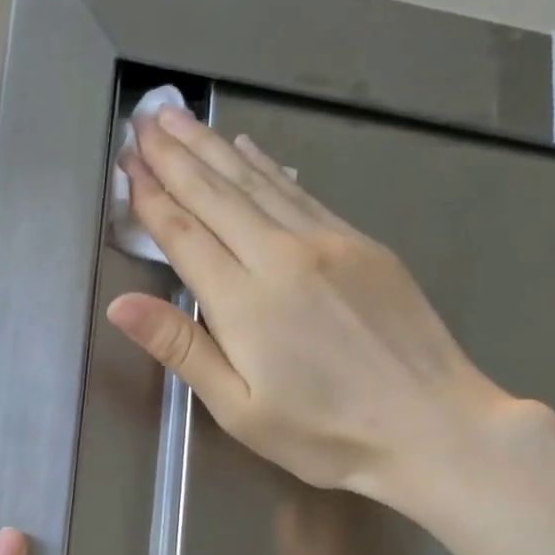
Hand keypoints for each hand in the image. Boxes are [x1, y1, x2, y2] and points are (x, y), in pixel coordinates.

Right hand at [108, 107, 523, 511]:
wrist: (434, 427)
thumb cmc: (324, 434)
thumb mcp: (238, 408)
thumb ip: (181, 348)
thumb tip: (120, 305)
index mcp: (245, 302)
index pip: (186, 235)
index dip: (153, 198)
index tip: (129, 164)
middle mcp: (282, 256)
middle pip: (218, 195)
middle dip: (177, 156)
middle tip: (146, 120)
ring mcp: (328, 243)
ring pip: (258, 183)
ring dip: (215, 148)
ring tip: (182, 120)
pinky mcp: (362, 243)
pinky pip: (300, 192)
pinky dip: (267, 167)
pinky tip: (249, 149)